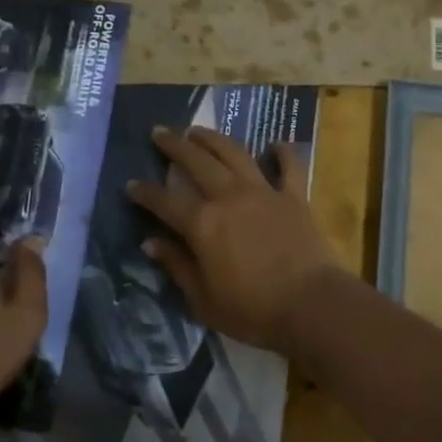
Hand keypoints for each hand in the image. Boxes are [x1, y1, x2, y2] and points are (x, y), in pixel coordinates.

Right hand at [126, 127, 337, 354]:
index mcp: (202, 224)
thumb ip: (177, 266)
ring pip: (235, 154)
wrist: (310, 304)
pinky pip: (290, 167)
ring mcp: (264, 193)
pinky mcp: (295, 197)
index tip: (131, 184)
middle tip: (160, 132)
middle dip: (175, 146)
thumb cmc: (252, 311)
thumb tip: (151, 243)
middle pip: (197, 162)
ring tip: (198, 130)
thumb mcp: (203, 299)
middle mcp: (229, 198)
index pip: (164, 201)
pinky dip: (283, 152)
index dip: (145, 192)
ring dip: (214, 139)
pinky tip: (276, 144)